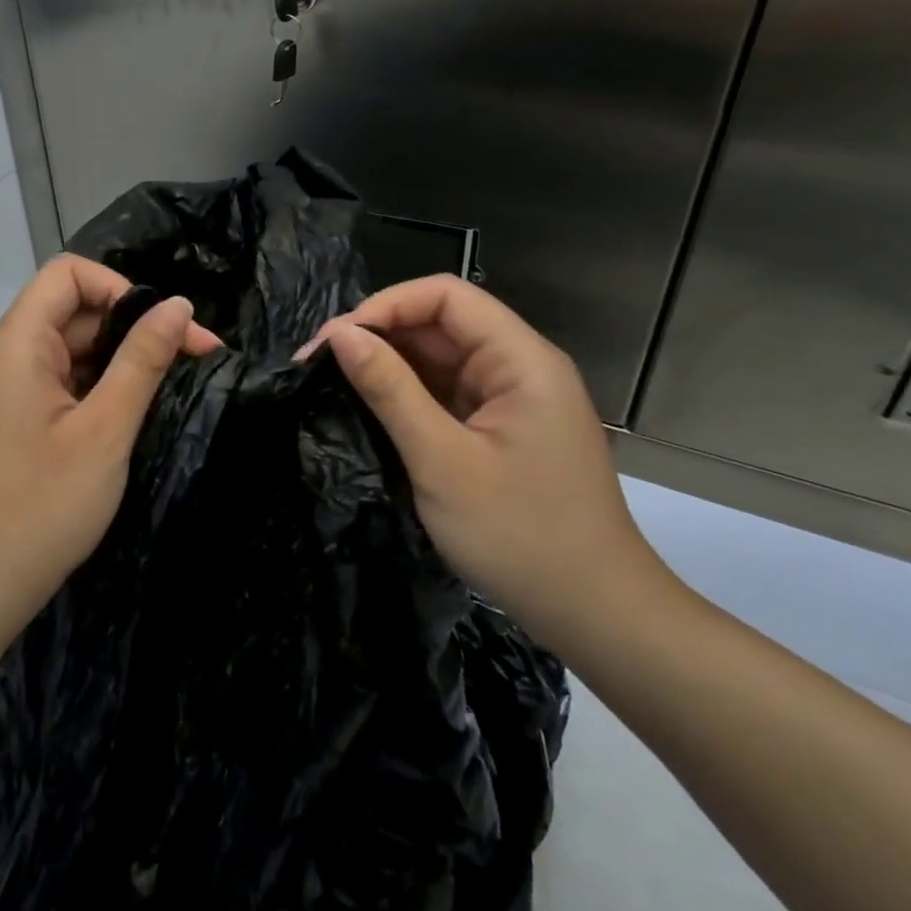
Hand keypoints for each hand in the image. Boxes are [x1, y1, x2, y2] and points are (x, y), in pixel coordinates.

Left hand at [0, 254, 222, 625]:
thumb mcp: (106, 429)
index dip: (121, 288)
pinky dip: (100, 388)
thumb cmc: (42, 506)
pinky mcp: (14, 421)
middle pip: (75, 310)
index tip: (162, 330)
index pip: (69, 274)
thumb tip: (176, 304)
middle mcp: (6, 356)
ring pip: (73, 349)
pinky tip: (133, 415)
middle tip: (195, 360)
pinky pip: (62, 382)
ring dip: (122, 361)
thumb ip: (142, 360)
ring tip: (171, 389)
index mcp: (18, 343)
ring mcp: (8, 390)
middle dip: (135, 327)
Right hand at [302, 276, 675, 646]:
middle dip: (378, 335)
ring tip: (332, 382)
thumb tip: (340, 335)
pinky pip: (447, 393)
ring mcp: (511, 399)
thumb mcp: (442, 460)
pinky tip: (368, 408)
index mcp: (521, 360)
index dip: (385, 305)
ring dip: (387, 366)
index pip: (446, 295)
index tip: (335, 340)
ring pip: (440, 359)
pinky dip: (407, 396)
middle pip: (441, 323)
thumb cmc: (520, 535)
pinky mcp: (501, 429)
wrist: (594, 614)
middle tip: (317, 364)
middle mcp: (520, 367)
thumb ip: (390, 390)